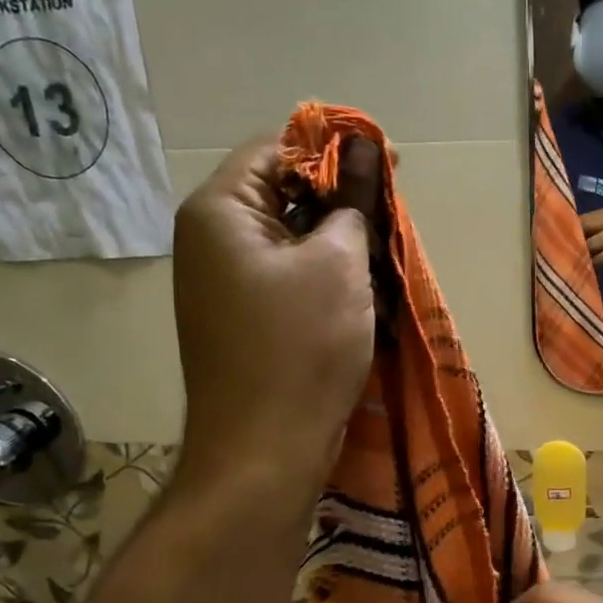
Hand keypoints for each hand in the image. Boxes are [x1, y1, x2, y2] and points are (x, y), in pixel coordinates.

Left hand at [172, 134, 376, 496]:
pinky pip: (287, 281)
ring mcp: (224, 286)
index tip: (388, 166)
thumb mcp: (338, 263)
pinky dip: (324, 280)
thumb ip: (353, 200)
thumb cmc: (301, 347)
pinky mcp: (243, 323)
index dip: (334, 149)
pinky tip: (361, 296)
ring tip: (383, 260)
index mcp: (219, 211)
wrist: (263, 453)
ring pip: (290, 242)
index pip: (276, 148)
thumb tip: (365, 148)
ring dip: (338, 245)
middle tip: (391, 221)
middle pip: (282, 194)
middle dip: (341, 203)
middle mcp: (211, 241)